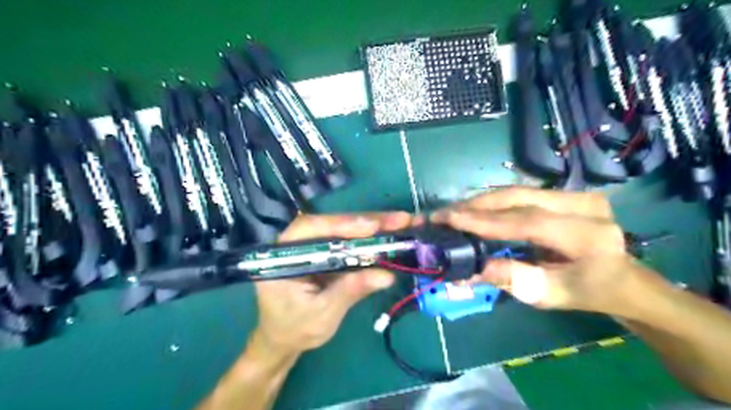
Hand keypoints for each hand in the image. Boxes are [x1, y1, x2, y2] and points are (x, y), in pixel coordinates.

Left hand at [253, 212, 410, 353]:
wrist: (283, 339)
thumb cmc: (294, 329)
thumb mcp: (322, 314)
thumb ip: (350, 291)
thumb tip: (387, 276)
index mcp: (285, 253)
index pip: (312, 229)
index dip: (342, 225)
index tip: (371, 227)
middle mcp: (299, 242)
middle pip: (334, 224)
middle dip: (368, 221)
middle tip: (401, 219)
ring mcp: (315, 246)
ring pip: (346, 230)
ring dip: (375, 226)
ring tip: (404, 222)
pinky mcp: (328, 253)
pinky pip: (351, 243)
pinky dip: (372, 240)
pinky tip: (392, 235)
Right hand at [433, 187, 656, 315]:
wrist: (618, 279)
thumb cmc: (585, 292)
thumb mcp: (551, 296)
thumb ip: (516, 280)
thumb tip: (476, 268)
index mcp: (588, 235)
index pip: (527, 221)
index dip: (485, 221)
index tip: (449, 219)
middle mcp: (584, 205)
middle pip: (518, 198)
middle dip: (475, 206)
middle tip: (442, 214)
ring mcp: (574, 194)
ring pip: (515, 192)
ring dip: (479, 202)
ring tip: (451, 212)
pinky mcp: (563, 193)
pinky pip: (519, 194)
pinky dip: (491, 202)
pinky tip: (472, 209)